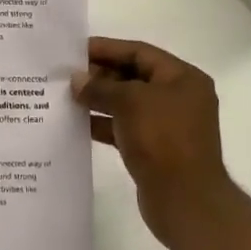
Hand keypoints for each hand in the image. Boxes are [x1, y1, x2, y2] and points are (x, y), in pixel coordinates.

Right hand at [73, 37, 238, 244]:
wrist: (185, 200)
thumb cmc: (163, 139)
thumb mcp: (129, 102)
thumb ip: (100, 87)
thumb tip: (76, 80)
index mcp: (183, 78)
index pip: (139, 52)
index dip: (107, 48)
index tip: (75, 50)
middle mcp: (178, 98)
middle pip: (133, 77)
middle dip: (100, 75)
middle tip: (66, 75)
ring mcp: (167, 125)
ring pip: (127, 104)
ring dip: (98, 100)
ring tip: (66, 97)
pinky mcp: (155, 149)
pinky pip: (125, 128)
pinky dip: (103, 124)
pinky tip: (78, 124)